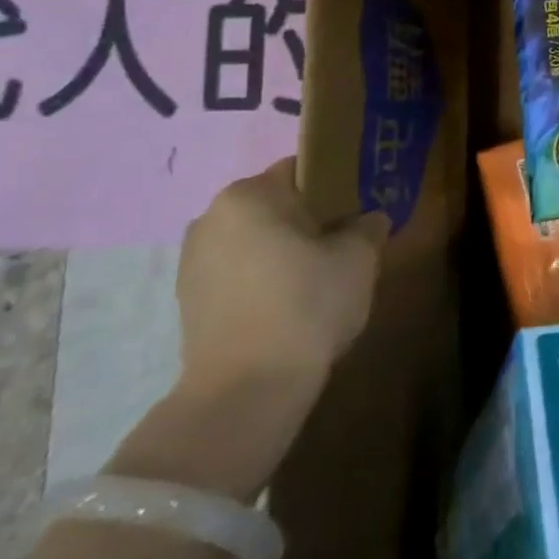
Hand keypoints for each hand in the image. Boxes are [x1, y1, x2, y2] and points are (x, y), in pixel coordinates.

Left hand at [174, 158, 388, 399]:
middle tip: (345, 243)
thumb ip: (368, 226)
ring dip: (284, 251)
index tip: (361, 207)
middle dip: (309, 219)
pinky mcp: (189, 301)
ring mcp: (192, 261)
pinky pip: (238, 273)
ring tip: (319, 279)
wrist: (247, 389)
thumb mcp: (359, 258)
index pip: (301, 169)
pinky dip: (263, 279)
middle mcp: (211, 218)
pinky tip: (289, 305)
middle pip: (274, 205)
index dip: (337, 184)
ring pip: (254, 240)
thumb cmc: (308, 304)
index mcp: (250, 195)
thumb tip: (369, 219)